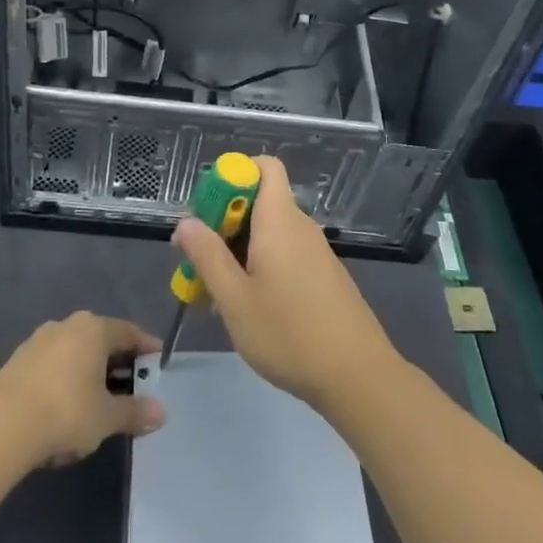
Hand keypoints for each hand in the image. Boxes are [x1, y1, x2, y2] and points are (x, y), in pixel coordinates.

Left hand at [0, 312, 166, 467]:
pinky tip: (66, 405)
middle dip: (117, 362)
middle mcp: (67, 325)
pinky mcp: (17, 361)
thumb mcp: (107, 417)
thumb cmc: (66, 411)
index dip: (146, 347)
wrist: (0, 426)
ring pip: (75, 352)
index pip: (129, 332)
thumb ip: (134, 412)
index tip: (158, 362)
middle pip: (101, 340)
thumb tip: (161, 412)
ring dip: (89, 371)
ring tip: (98, 398)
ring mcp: (39, 341)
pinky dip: (66, 379)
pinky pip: (53, 365)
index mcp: (94, 328)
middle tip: (132, 385)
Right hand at [171, 155, 397, 412]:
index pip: (264, 166)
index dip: (233, 176)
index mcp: (279, 220)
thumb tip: (186, 222)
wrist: (356, 375)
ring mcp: (315, 252)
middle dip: (224, 222)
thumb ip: (207, 256)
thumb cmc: (288, 333)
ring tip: (215, 293)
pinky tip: (247, 307)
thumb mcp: (235, 299)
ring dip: (238, 250)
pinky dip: (260, 266)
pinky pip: (284, 254)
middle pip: (260, 201)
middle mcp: (300, 227)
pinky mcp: (323, 276)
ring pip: (269, 233)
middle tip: (198, 261)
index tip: (206, 210)